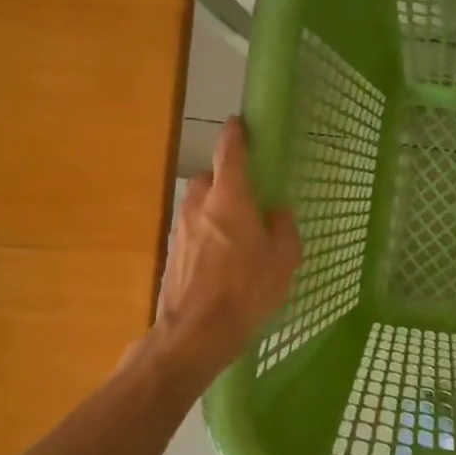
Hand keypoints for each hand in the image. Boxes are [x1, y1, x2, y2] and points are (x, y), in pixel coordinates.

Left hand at [150, 118, 300, 374]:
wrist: (196, 331)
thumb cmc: (247, 288)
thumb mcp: (284, 257)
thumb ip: (283, 227)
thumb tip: (275, 212)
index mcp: (230, 197)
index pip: (230, 153)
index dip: (235, 135)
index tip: (238, 123)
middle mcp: (200, 205)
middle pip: (210, 179)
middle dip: (225, 182)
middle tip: (247, 200)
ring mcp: (180, 229)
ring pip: (198, 207)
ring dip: (214, 211)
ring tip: (236, 236)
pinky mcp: (172, 253)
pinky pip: (192, 232)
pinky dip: (205, 236)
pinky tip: (221, 262)